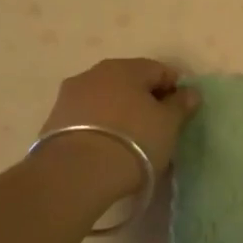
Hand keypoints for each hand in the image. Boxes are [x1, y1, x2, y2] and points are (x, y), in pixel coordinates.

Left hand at [37, 58, 201, 201]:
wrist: (74, 175)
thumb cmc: (133, 141)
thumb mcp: (168, 124)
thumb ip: (181, 105)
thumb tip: (190, 92)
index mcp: (126, 67)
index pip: (160, 70)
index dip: (174, 90)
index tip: (180, 114)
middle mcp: (95, 73)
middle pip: (130, 82)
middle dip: (145, 100)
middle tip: (156, 128)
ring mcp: (70, 96)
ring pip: (105, 99)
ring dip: (119, 113)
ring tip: (129, 142)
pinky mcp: (52, 121)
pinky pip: (86, 118)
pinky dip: (99, 127)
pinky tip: (106, 149)